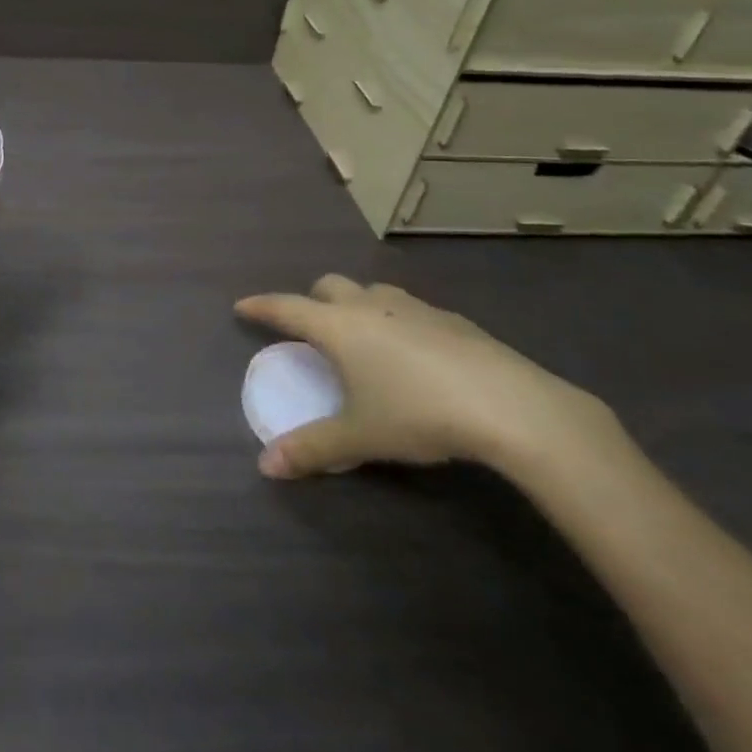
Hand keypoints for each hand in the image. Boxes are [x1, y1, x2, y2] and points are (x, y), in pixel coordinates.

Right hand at [236, 275, 612, 479]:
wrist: (509, 405)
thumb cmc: (418, 414)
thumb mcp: (360, 437)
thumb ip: (312, 449)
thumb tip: (266, 467)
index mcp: (338, 326)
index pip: (287, 307)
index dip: (261, 307)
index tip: (242, 306)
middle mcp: (370, 306)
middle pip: (328, 285)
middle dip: (312, 300)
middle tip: (311, 328)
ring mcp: (413, 307)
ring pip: (371, 291)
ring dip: (357, 304)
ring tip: (362, 337)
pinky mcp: (452, 319)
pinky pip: (409, 308)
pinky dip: (396, 320)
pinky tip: (414, 354)